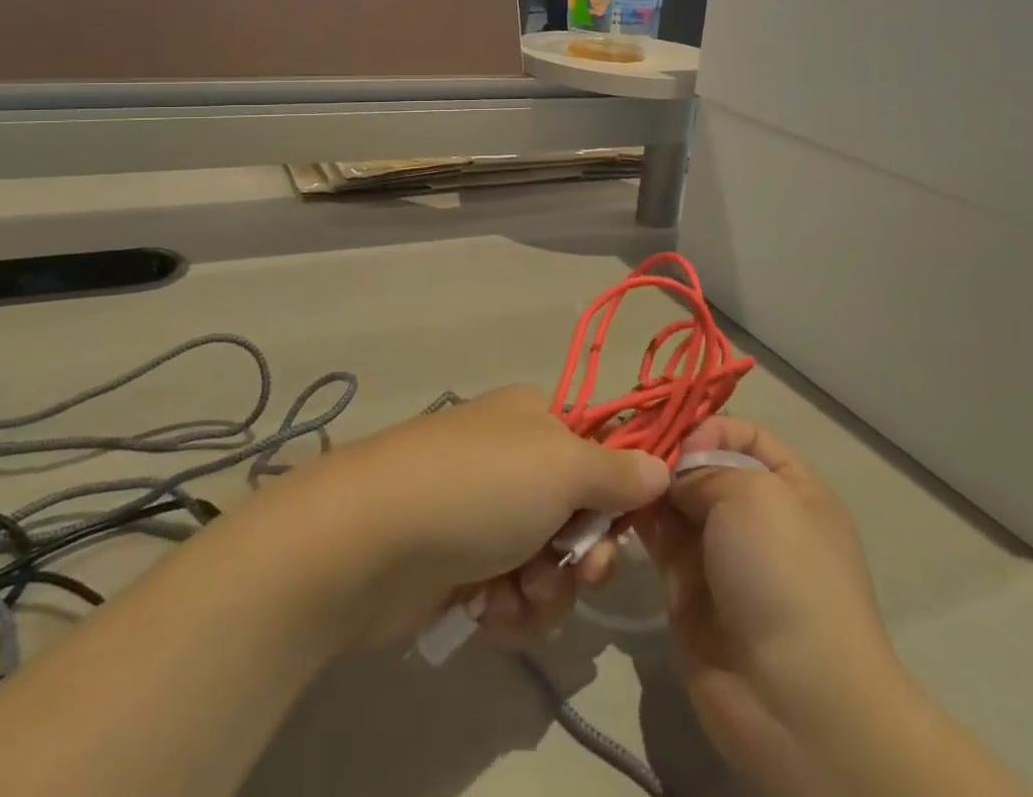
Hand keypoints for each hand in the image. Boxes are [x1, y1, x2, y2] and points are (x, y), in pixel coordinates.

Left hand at [278, 387, 669, 649]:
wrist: (372, 539)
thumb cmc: (479, 487)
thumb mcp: (560, 465)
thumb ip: (617, 471)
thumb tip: (661, 464)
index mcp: (536, 420)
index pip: (602, 452)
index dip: (622, 493)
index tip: (628, 526)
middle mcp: (513, 461)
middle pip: (581, 517)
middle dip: (583, 557)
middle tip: (575, 572)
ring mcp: (485, 516)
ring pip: (551, 568)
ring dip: (544, 593)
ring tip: (514, 594)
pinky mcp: (462, 568)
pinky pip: (513, 598)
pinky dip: (508, 611)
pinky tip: (484, 612)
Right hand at [637, 418, 908, 795]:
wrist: (794, 700)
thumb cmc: (784, 574)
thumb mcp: (753, 494)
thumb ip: (703, 469)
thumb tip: (672, 476)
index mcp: (790, 487)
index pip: (743, 434)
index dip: (707, 427)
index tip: (675, 439)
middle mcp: (755, 515)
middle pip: (701, 465)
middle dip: (665, 453)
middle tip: (621, 444)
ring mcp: (720, 553)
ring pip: (673, 500)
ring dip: (644, 485)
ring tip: (609, 471)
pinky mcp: (686, 587)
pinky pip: (655, 539)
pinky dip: (634, 519)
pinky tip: (609, 504)